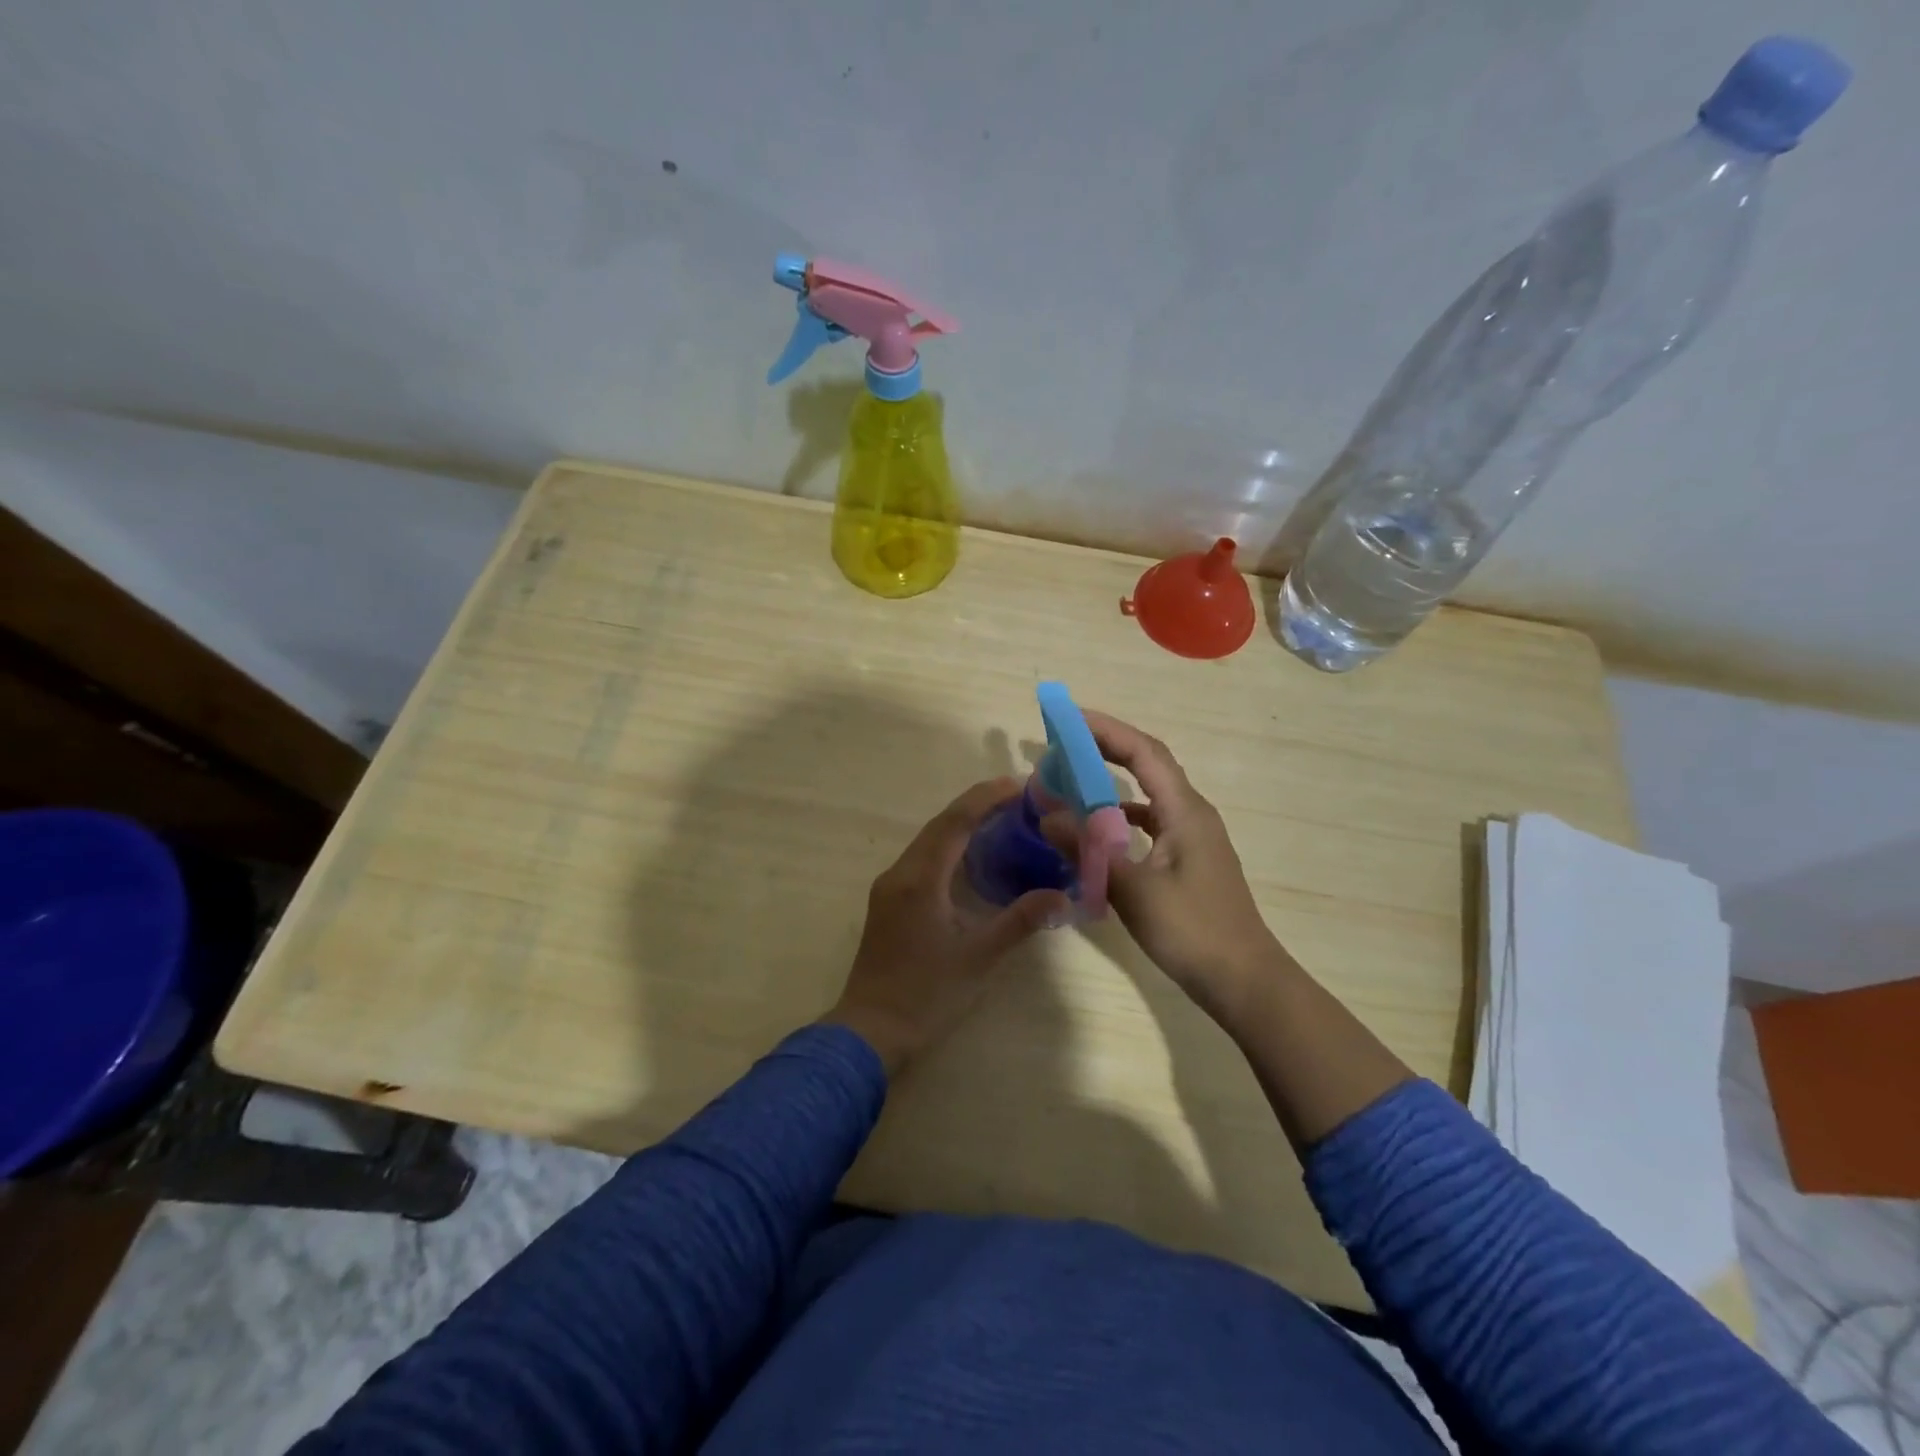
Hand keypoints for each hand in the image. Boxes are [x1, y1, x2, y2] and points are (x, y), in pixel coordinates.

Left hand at [823, 779, 1069, 1075]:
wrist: (871, 1030)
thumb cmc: (927, 994)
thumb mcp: (979, 958)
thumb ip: (1020, 921)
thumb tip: (1062, 895)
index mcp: (919, 879)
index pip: (955, 823)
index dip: (986, 798)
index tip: (1019, 785)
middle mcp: (900, 873)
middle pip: (940, 825)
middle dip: (977, 805)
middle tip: (1019, 798)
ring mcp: (890, 887)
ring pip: (929, 840)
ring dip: (962, 824)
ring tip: (1002, 819)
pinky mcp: (889, 901)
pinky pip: (922, 858)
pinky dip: (950, 846)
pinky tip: (973, 856)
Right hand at [1077, 710, 1295, 1026]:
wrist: (1243, 980)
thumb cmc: (1192, 930)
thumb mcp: (1132, 889)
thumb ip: (1089, 850)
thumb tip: (1048, 816)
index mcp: (1184, 811)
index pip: (1144, 752)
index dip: (1107, 730)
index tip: (1069, 719)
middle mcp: (1191, 813)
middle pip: (1148, 764)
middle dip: (1107, 746)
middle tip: (1065, 740)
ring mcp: (1193, 837)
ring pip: (1149, 793)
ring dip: (1113, 780)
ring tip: (1074, 777)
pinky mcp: (1188, 860)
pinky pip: (1151, 821)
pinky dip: (1122, 815)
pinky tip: (1099, 829)